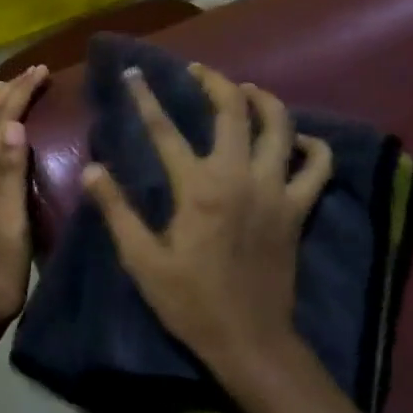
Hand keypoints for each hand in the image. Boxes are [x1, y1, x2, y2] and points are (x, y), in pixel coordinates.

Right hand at [81, 62, 333, 374]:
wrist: (250, 341)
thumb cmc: (190, 302)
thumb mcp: (142, 260)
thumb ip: (117, 210)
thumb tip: (93, 169)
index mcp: (198, 188)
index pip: (165, 130)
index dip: (146, 98)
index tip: (134, 74)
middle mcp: (240, 177)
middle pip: (234, 111)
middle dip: (214, 82)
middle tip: (198, 71)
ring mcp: (276, 191)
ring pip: (281, 126)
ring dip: (263, 100)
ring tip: (246, 90)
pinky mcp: (299, 209)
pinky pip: (318, 167)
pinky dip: (312, 146)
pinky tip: (298, 140)